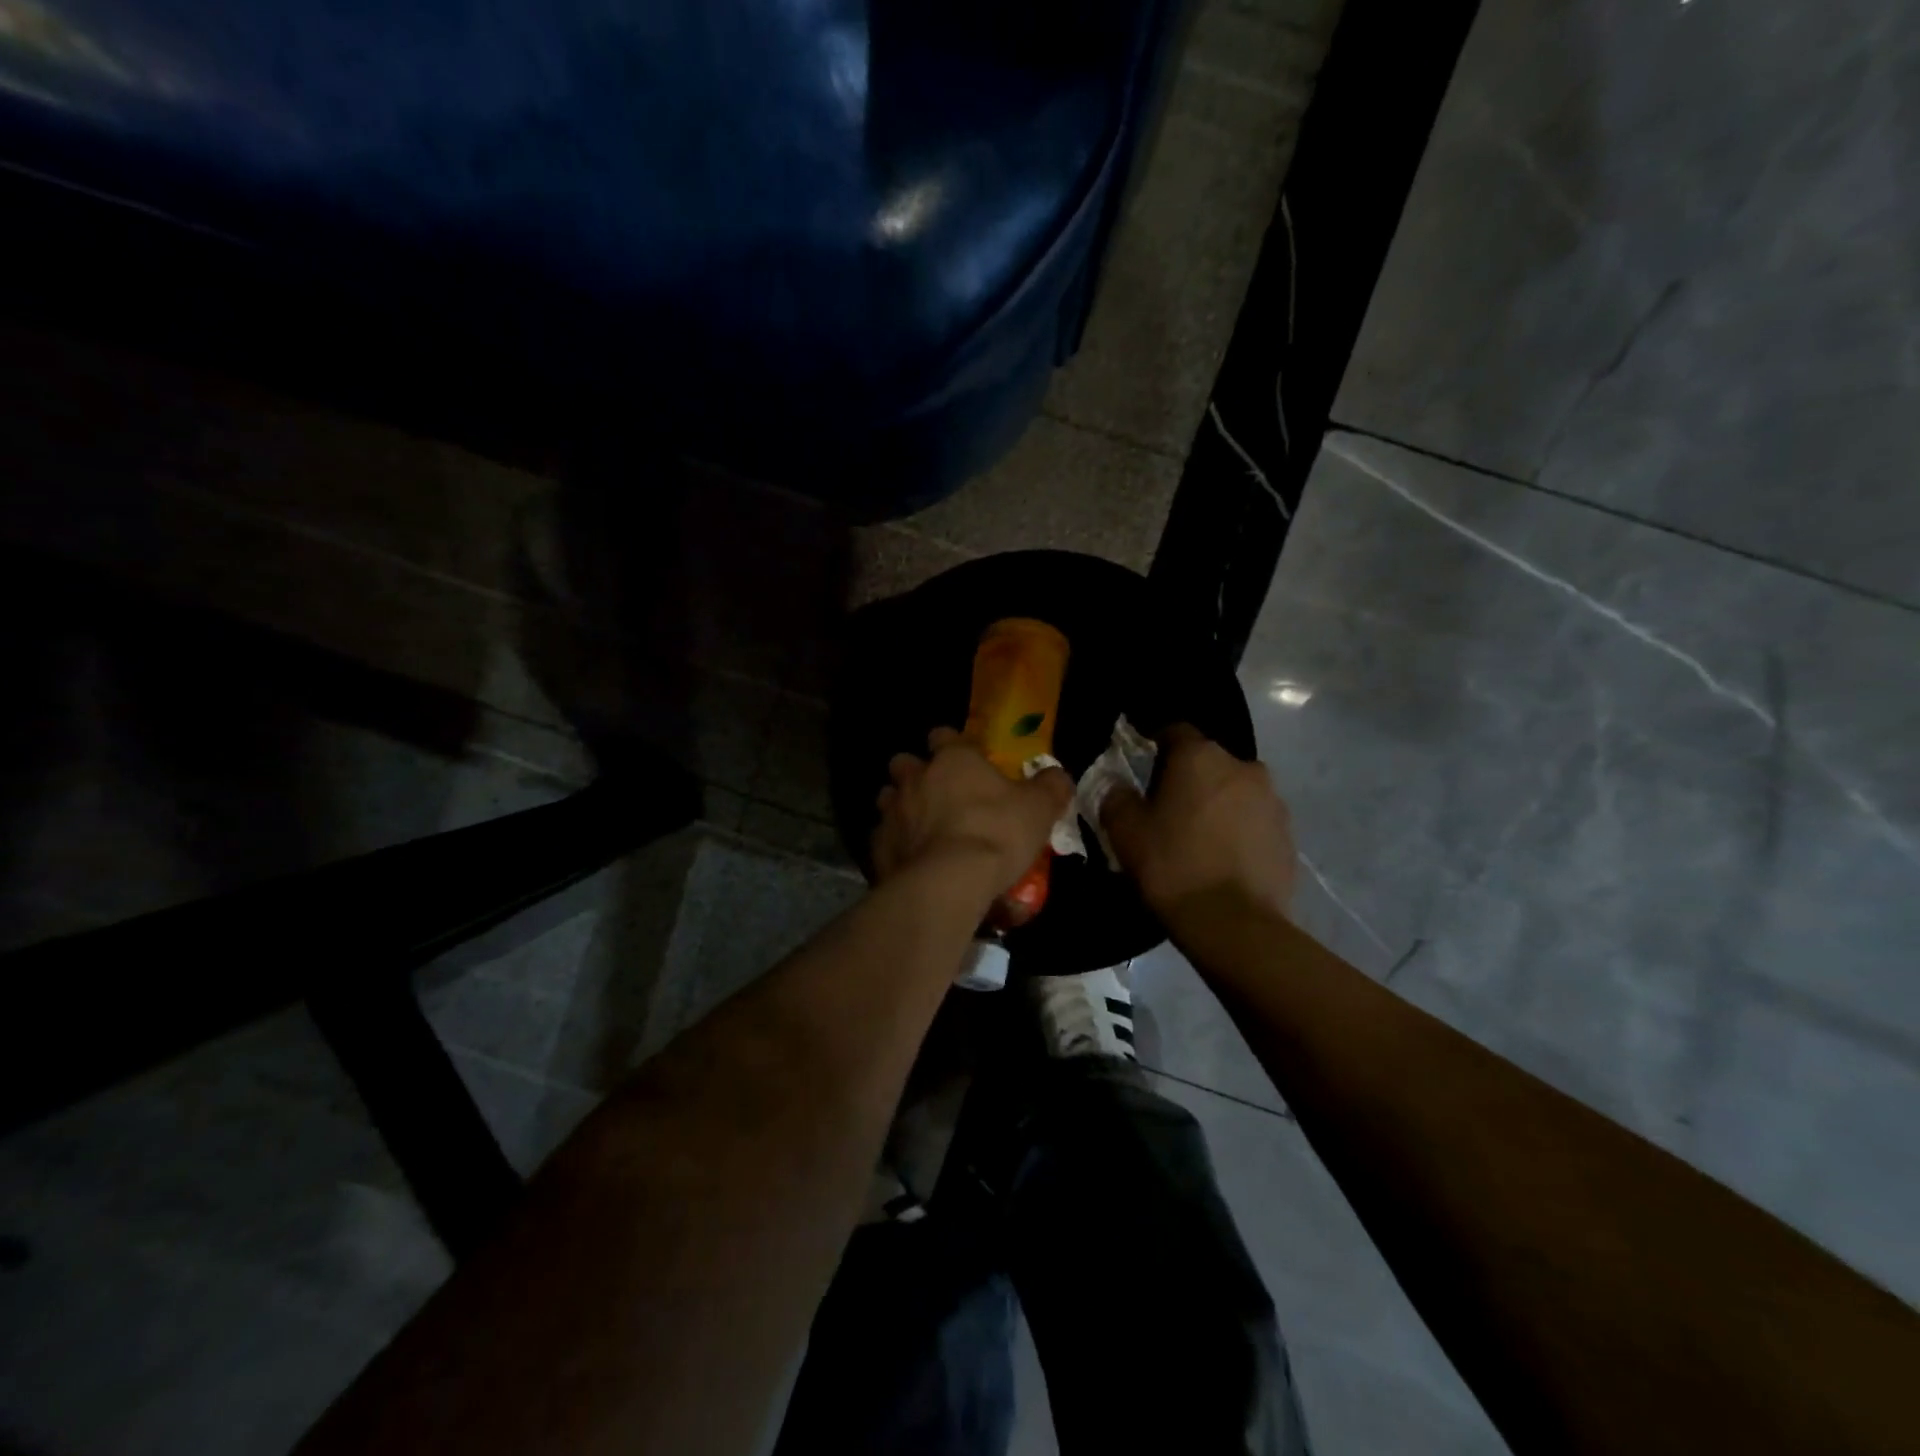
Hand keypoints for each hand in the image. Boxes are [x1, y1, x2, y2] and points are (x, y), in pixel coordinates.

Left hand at [873, 728, 1072, 897]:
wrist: (949, 881)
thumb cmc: (997, 833)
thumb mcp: (1040, 808)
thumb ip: (1050, 786)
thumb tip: (1057, 776)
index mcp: (952, 759)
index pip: (944, 735)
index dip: (953, 745)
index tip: (966, 760)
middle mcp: (915, 777)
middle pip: (905, 762)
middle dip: (917, 773)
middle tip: (938, 794)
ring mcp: (892, 811)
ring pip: (888, 797)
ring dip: (901, 807)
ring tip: (921, 827)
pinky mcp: (878, 846)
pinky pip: (883, 837)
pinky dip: (895, 844)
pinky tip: (911, 860)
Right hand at [1101, 723, 1295, 917]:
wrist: (1233, 924)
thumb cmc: (1172, 866)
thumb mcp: (1125, 831)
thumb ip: (1116, 796)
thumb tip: (1118, 785)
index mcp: (1200, 756)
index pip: (1174, 731)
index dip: (1155, 745)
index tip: (1141, 767)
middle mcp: (1243, 766)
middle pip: (1208, 762)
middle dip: (1188, 778)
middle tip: (1166, 809)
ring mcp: (1272, 800)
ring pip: (1234, 791)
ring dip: (1216, 803)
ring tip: (1197, 838)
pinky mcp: (1288, 834)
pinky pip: (1254, 821)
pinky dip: (1238, 830)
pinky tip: (1222, 859)